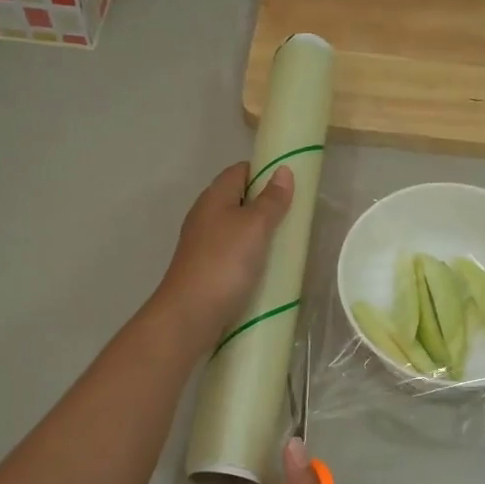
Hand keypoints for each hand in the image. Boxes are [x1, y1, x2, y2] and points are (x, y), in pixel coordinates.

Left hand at [156, 162, 293, 340]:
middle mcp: (205, 216)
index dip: (263, 172)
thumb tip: (282, 170)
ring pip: (234, 228)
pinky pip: (232, 253)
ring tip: (285, 243)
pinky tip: (264, 268)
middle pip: (237, 199)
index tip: (290, 185)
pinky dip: (249, 255)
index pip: (239, 171)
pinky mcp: (205, 269)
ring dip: (257, 233)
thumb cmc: (225, 262)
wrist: (191, 312)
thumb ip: (271, 200)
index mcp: (214, 197)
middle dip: (264, 204)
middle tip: (293, 216)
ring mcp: (203, 244)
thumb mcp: (255, 226)